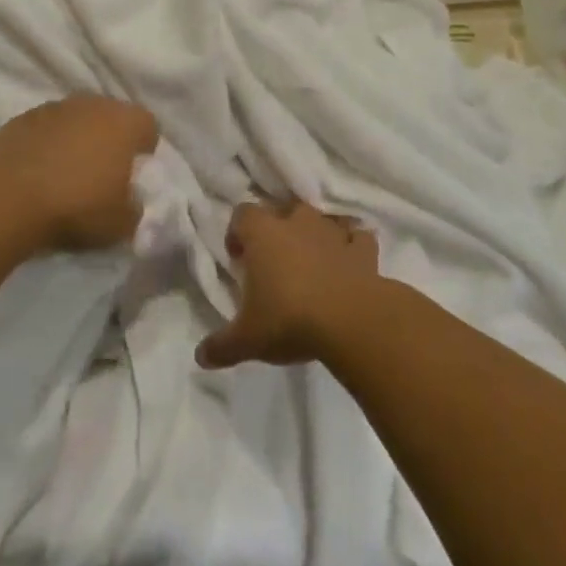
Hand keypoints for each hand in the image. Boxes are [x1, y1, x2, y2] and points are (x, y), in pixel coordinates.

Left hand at [0, 97, 159, 251]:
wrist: (8, 198)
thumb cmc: (76, 206)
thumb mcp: (121, 223)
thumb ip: (134, 208)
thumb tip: (129, 201)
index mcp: (124, 122)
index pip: (148, 125)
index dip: (145, 147)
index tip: (135, 171)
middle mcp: (91, 105)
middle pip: (110, 115)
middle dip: (110, 138)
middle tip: (103, 170)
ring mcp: (54, 108)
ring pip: (76, 118)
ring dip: (77, 137)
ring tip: (68, 171)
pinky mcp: (22, 118)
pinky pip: (45, 128)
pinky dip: (47, 143)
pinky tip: (39, 170)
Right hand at [197, 202, 380, 368]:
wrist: (353, 323)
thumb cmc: (290, 320)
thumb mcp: (248, 339)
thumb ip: (222, 345)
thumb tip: (201, 356)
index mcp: (263, 234)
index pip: (243, 214)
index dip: (238, 233)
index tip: (239, 259)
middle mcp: (297, 224)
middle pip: (284, 209)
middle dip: (279, 228)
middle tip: (275, 260)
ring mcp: (333, 233)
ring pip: (322, 220)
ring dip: (316, 235)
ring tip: (312, 262)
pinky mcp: (364, 251)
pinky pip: (357, 238)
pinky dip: (353, 247)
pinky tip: (349, 265)